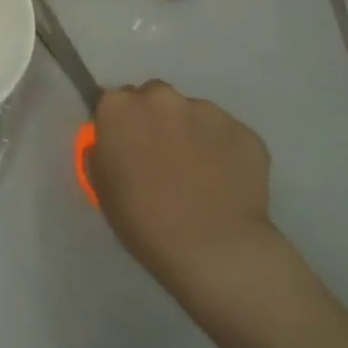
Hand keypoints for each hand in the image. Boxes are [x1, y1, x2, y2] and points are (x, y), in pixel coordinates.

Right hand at [87, 81, 278, 300]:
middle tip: (162, 155)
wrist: (214, 249)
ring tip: (200, 172)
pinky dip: (224, 150)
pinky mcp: (245, 132)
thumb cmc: (143, 219)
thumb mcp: (101, 184)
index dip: (120, 122)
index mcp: (119, 107)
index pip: (113, 100)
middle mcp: (161, 97)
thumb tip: (115, 141)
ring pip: (193, 114)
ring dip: (191, 132)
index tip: (126, 144)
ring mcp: (207, 112)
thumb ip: (104, 150)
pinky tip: (226, 181)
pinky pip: (227, 135)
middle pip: (154, 98)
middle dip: (156, 119)